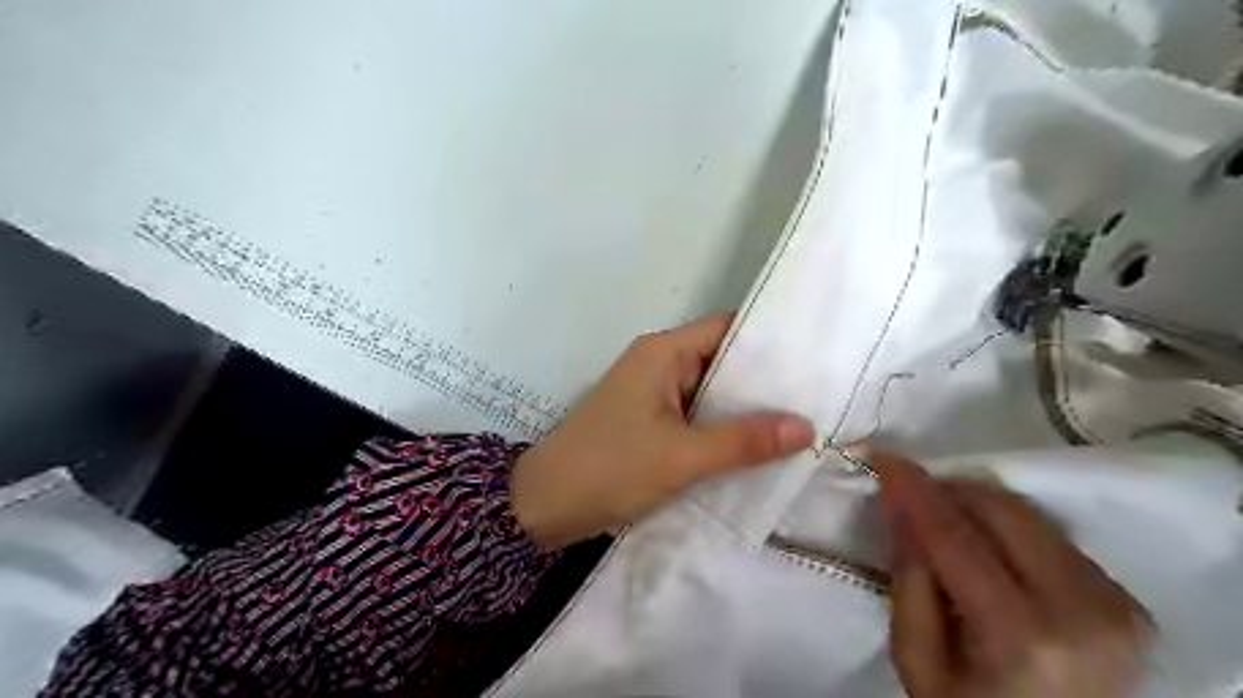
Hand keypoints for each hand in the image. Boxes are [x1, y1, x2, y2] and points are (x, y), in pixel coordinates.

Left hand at [507, 313, 816, 549]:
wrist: (541, 507)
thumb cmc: (609, 467)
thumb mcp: (681, 456)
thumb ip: (744, 441)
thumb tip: (806, 426)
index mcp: (663, 352)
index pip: (728, 329)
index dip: (770, 340)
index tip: (815, 357)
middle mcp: (660, 364)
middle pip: (723, 362)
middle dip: (765, 381)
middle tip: (819, 396)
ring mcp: (653, 395)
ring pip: (711, 393)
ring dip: (746, 410)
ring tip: (802, 422)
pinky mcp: (650, 424)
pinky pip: (696, 418)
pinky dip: (723, 430)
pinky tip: (759, 448)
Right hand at [872, 453, 1154, 697]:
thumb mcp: (917, 659)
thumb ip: (909, 578)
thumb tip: (899, 506)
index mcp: (1020, 636)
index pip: (955, 534)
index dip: (914, 489)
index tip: (881, 456)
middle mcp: (1081, 610)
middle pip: (1000, 509)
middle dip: (946, 489)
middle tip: (908, 490)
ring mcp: (1115, 603)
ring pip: (1027, 513)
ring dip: (974, 503)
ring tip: (940, 516)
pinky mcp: (1127, 600)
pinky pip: (1050, 533)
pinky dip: (1005, 524)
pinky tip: (982, 541)